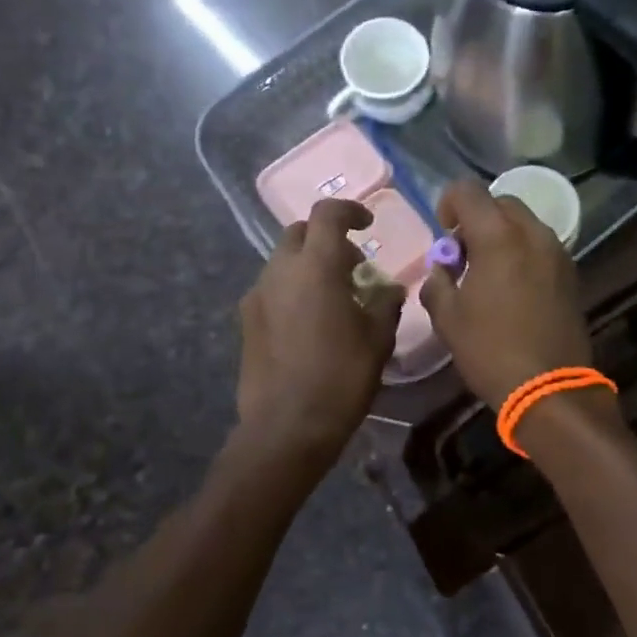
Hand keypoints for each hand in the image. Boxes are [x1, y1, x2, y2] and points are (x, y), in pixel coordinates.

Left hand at [237, 200, 404, 467]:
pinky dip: (293, 288)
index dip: (349, 210)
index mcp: (316, 266)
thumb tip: (390, 289)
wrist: (286, 426)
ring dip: (309, 265)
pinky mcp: (246, 320)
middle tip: (353, 265)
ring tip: (333, 296)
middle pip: (300, 233)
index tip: (367, 223)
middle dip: (327, 238)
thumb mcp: (377, 339)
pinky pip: (272, 288)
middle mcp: (281, 270)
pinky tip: (309, 322)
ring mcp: (258, 294)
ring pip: (283, 261)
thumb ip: (385, 303)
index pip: (327, 214)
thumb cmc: (341, 377)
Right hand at [419, 179, 594, 408]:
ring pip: (524, 223)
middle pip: (501, 202)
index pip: (469, 191)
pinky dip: (522, 252)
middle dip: (478, 218)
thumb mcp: (447, 318)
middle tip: (464, 254)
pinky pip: (540, 246)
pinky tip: (512, 288)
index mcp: (498, 237)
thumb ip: (437, 281)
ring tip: (488, 273)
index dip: (449, 203)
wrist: (549, 387)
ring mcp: (558, 252)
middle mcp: (533, 233)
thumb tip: (443, 269)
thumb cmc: (490, 350)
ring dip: (502, 235)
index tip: (444, 232)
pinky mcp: (571, 273)